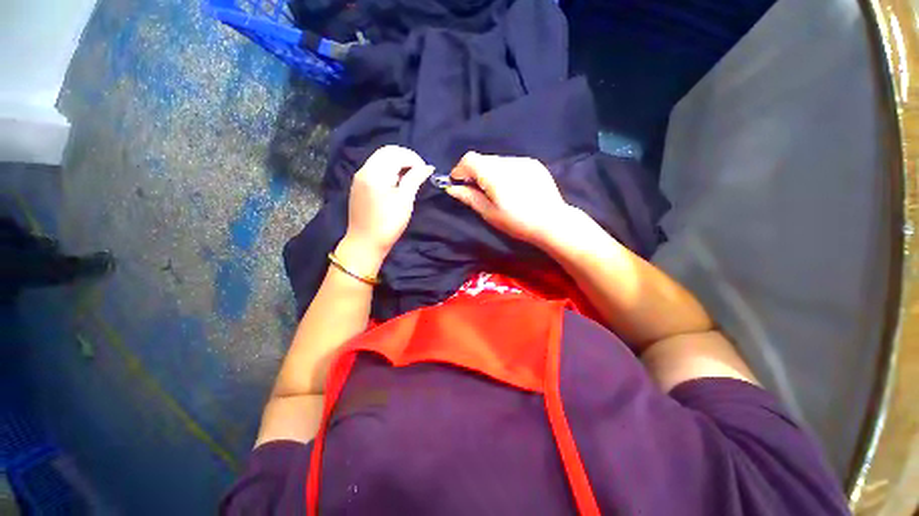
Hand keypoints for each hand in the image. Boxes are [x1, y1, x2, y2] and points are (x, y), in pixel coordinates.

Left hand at [341, 146, 433, 269]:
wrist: (365, 243)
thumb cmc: (388, 223)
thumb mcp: (405, 201)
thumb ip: (414, 180)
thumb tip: (427, 167)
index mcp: (375, 173)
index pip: (396, 153)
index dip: (414, 159)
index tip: (425, 172)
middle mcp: (364, 170)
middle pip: (386, 152)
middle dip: (405, 158)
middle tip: (419, 172)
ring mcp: (359, 177)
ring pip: (380, 159)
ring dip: (397, 163)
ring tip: (410, 177)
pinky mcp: (359, 186)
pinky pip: (375, 168)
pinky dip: (388, 170)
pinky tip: (397, 183)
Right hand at [446, 151, 573, 246]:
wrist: (552, 222)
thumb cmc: (517, 222)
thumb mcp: (489, 213)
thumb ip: (469, 197)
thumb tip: (452, 188)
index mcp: (494, 174)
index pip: (469, 159)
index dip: (460, 169)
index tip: (458, 183)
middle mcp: (508, 161)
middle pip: (483, 159)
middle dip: (475, 172)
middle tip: (477, 190)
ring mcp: (523, 161)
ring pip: (498, 161)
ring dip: (491, 172)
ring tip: (497, 191)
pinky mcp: (534, 164)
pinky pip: (512, 164)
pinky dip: (505, 172)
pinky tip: (513, 188)